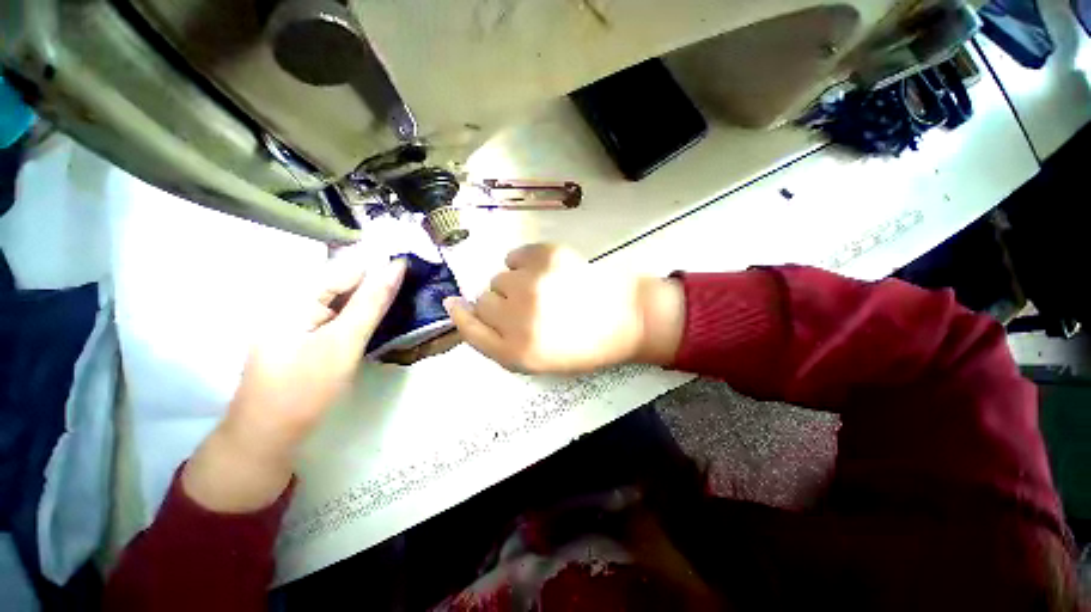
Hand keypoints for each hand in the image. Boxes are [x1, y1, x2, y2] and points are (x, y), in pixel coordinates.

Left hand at [182, 255, 405, 511]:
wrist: (270, 436)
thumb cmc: (305, 388)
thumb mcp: (343, 341)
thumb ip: (371, 302)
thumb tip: (396, 266)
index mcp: (296, 296)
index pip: (347, 268)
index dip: (381, 266)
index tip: (415, 266)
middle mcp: (297, 302)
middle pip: (346, 282)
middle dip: (380, 283)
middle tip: (416, 283)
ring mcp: (303, 321)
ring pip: (347, 300)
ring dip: (375, 299)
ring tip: (407, 296)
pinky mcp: (312, 337)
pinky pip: (343, 317)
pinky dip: (364, 316)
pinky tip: (384, 318)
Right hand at [443, 244, 684, 373]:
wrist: (627, 317)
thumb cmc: (582, 344)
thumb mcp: (535, 360)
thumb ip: (496, 340)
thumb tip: (460, 306)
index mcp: (518, 351)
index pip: (470, 330)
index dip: (463, 316)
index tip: (457, 305)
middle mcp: (519, 318)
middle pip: (481, 300)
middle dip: (499, 304)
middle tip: (528, 308)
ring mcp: (533, 283)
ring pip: (498, 277)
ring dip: (514, 284)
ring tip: (544, 292)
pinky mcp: (547, 255)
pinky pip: (514, 256)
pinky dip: (525, 264)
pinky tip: (548, 274)